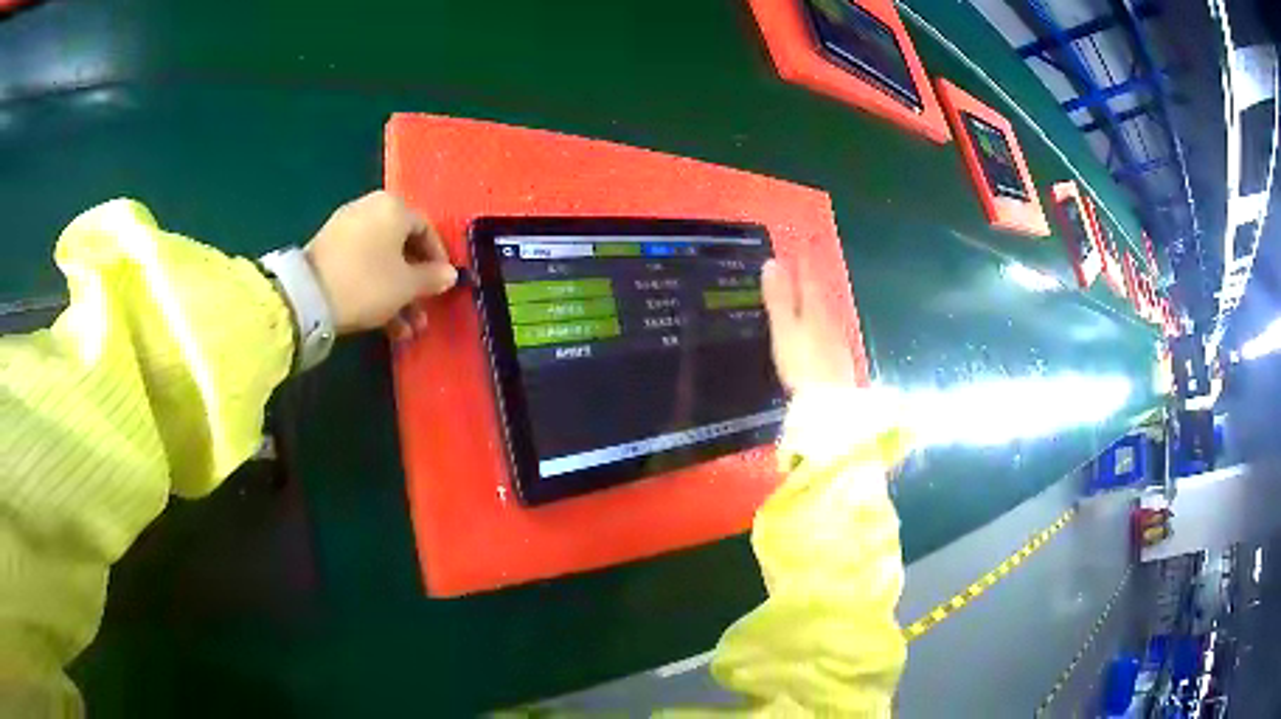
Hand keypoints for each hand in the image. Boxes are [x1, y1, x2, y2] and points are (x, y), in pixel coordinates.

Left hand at [304, 191, 456, 334]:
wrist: (309, 296)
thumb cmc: (368, 283)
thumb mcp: (407, 285)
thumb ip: (432, 278)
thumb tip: (450, 274)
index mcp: (394, 208)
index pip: (426, 230)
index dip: (438, 260)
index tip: (443, 285)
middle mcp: (370, 209)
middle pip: (401, 247)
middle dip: (415, 284)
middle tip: (423, 312)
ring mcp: (346, 228)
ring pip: (381, 261)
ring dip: (396, 294)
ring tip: (406, 329)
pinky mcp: (328, 249)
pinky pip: (361, 265)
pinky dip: (374, 288)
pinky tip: (384, 323)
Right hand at [761, 259, 857, 391]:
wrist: (830, 401)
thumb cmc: (802, 363)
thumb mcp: (784, 328)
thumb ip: (779, 298)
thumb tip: (772, 263)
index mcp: (815, 308)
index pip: (809, 279)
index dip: (803, 263)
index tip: (800, 247)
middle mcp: (830, 319)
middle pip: (819, 295)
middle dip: (810, 281)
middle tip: (802, 268)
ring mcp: (837, 340)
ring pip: (826, 313)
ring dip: (816, 302)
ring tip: (806, 297)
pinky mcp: (839, 359)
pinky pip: (828, 331)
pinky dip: (821, 324)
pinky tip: (818, 331)